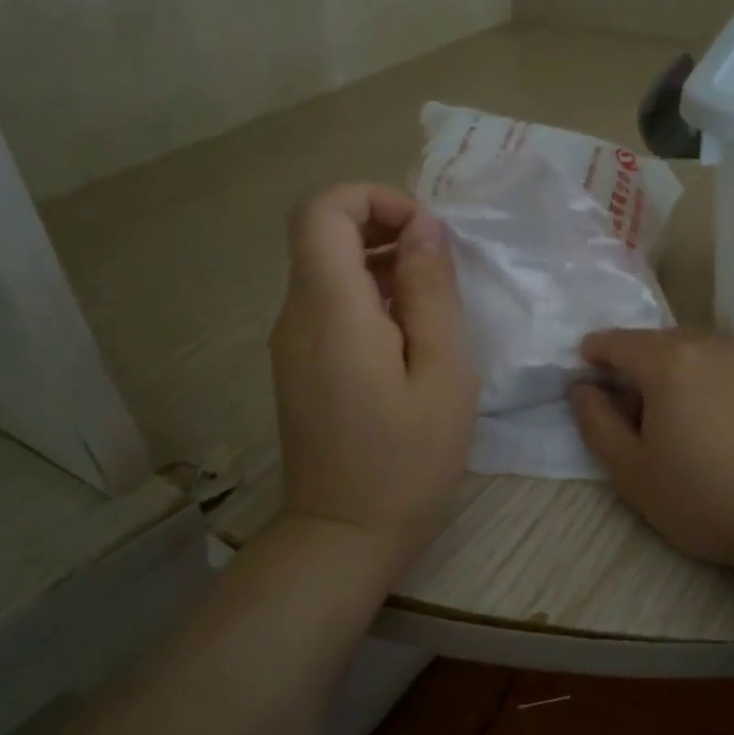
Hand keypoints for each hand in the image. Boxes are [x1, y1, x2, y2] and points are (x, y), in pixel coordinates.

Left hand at [269, 184, 478, 568]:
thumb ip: (431, 292)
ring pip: (325, 268)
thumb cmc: (407, 461)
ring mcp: (290, 343)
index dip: (373, 198)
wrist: (344, 536)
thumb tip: (423, 228)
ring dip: (378, 263)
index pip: (322, 210)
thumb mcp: (442, 374)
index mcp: (332, 311)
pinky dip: (367, 296)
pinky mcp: (297, 365)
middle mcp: (296, 316)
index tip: (424, 233)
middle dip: (381, 226)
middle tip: (438, 265)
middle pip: (321, 233)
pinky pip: (327, 305)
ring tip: (433, 303)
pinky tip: (407, 337)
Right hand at [571, 329, 733, 574]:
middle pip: (669, 342)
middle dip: (648, 361)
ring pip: (716, 354)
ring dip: (697, 372)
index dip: (598, 350)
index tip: (590, 363)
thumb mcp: (632, 473)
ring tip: (699, 413)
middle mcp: (718, 346)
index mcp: (670, 363)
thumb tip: (583, 388)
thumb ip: (596, 423)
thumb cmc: (707, 500)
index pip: (620, 342)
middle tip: (644, 398)